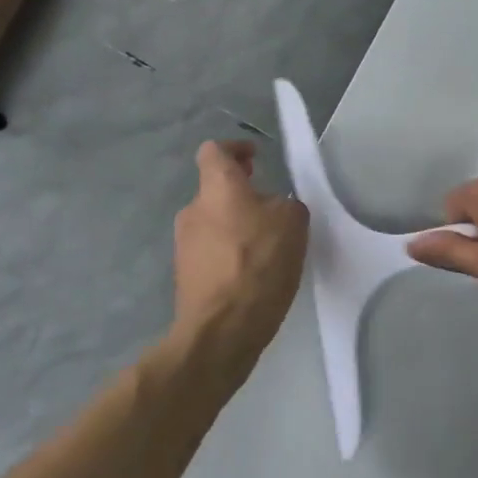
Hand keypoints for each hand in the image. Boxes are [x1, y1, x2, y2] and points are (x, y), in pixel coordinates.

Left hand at [169, 141, 308, 383]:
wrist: (222, 328)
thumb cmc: (259, 263)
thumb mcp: (293, 222)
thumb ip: (284, 204)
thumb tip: (272, 209)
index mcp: (217, 188)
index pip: (214, 151)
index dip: (235, 149)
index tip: (254, 158)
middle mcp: (193, 210)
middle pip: (215, 189)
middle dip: (241, 192)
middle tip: (269, 203)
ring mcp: (184, 245)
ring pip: (213, 222)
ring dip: (236, 224)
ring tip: (267, 243)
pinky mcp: (186, 275)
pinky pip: (211, 251)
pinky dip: (230, 252)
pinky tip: (254, 271)